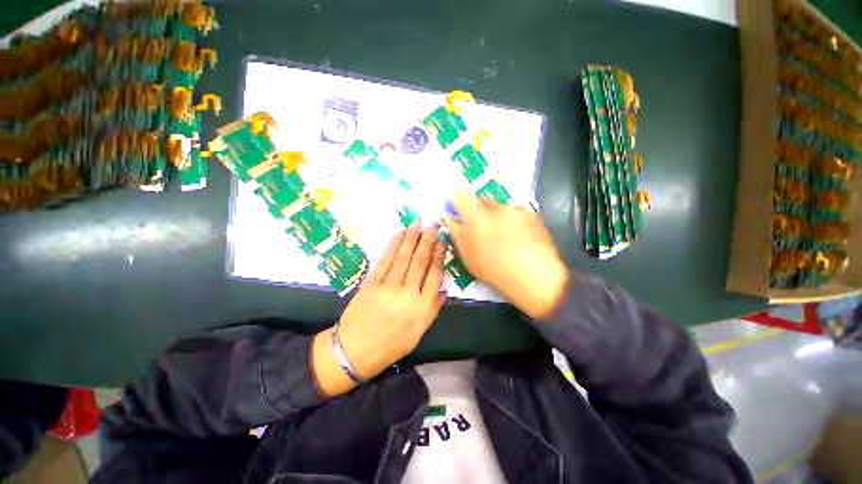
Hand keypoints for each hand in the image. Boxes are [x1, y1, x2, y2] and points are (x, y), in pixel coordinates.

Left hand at [311, 221, 446, 396]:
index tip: (441, 242)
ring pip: (404, 257)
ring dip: (412, 237)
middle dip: (428, 240)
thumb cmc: (390, 345)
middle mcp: (408, 294)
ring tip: (418, 223)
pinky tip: (400, 234)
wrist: (354, 351)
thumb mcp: (418, 333)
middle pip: (421, 261)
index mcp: (422, 308)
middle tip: (433, 224)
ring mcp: (389, 287)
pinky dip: (393, 245)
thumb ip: (433, 310)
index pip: (435, 275)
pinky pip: (385, 260)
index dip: (439, 256)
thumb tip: (444, 289)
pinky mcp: (372, 282)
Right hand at [442, 188, 568, 318]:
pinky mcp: (533, 215)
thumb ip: (456, 232)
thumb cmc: (494, 268)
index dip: (459, 198)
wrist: (535, 277)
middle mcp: (497, 207)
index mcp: (477, 216)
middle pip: (483, 200)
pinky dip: (515, 221)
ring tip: (504, 238)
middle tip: (483, 230)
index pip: (462, 195)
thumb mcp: (468, 255)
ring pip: (502, 207)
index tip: (460, 208)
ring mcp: (517, 210)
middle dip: (481, 211)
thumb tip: (448, 217)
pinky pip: (518, 213)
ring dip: (499, 217)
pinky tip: (519, 238)